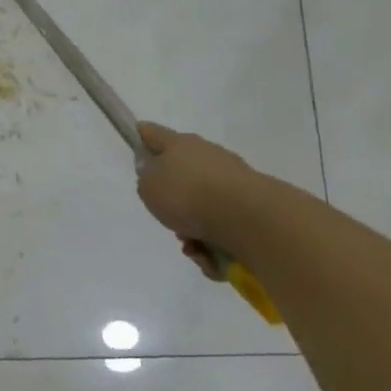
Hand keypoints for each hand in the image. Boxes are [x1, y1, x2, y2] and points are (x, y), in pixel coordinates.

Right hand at [136, 123, 259, 276]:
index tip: (136, 146)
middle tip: (168, 220)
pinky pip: (225, 225)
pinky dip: (216, 242)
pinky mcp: (253, 205)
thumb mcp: (148, 187)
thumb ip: (146, 178)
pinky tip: (213, 257)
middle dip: (173, 200)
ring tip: (194, 248)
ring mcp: (233, 178)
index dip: (142, 138)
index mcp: (179, 144)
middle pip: (182, 173)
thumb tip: (155, 172)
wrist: (249, 218)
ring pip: (203, 204)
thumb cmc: (188, 195)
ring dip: (194, 228)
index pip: (153, 133)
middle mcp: (207, 155)